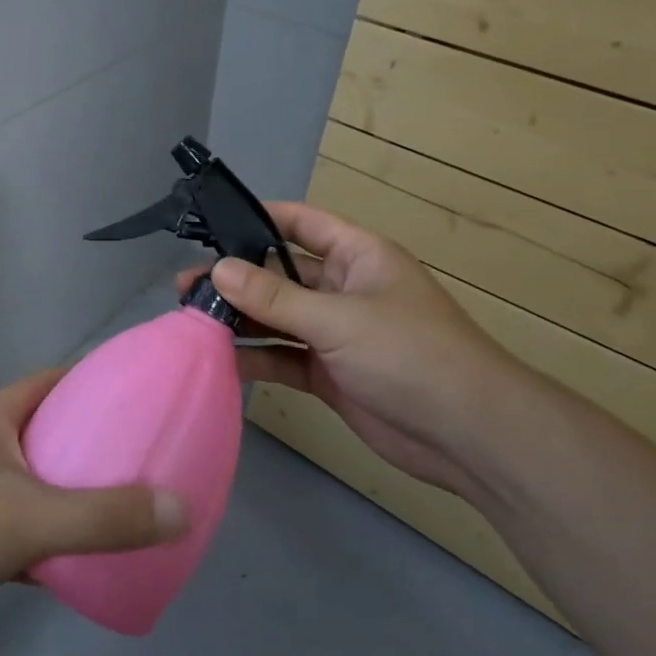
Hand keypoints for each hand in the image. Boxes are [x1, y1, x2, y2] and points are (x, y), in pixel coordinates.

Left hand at [0, 370, 189, 655]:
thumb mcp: (31, 514)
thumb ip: (105, 515)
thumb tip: (182, 509)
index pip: (56, 382)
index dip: (99, 382)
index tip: (145, 397)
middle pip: (53, 434)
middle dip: (97, 445)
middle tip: (151, 461)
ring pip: (41, 487)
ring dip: (79, 498)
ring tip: (133, 510)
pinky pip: (26, 534)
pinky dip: (55, 544)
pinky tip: (89, 564)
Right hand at [178, 203, 529, 499]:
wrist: (469, 436)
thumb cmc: (411, 355)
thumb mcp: (339, 319)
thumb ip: (275, 298)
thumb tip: (218, 269)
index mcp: (357, 256)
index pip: (299, 223)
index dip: (257, 218)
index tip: (209, 226)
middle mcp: (343, 289)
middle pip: (279, 274)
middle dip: (236, 278)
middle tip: (185, 287)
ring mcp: (335, 334)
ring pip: (277, 318)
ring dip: (240, 320)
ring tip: (191, 321)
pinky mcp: (330, 374)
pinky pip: (284, 358)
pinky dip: (256, 359)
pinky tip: (220, 360)